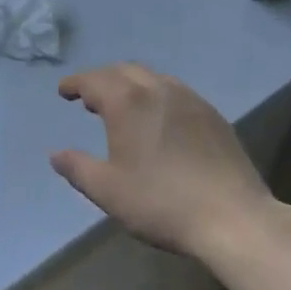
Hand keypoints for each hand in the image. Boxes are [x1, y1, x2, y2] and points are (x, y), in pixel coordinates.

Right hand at [50, 63, 273, 259]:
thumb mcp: (108, 191)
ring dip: (130, 84)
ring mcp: (190, 99)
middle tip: (90, 99)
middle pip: (122, 71)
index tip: (64, 91)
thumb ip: (78, 168)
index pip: (93, 80)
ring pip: (152, 77)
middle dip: (102, 80)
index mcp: (127, 102)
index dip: (75, 83)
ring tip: (123, 106)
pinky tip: (159, 120)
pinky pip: (176, 92)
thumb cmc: (162, 203)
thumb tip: (56, 155)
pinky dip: (157, 95)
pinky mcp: (213, 115)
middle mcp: (157, 89)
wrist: (234, 219)